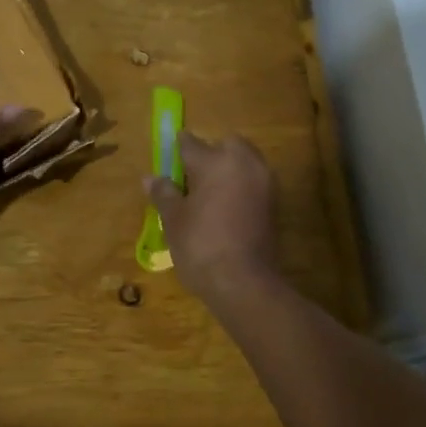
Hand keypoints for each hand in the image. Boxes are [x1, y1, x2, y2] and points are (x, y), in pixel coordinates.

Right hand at [145, 132, 279, 295]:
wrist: (244, 282)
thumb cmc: (200, 245)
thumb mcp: (173, 219)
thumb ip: (164, 193)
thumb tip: (150, 178)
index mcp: (215, 162)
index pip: (191, 143)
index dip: (176, 148)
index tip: (168, 156)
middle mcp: (244, 164)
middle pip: (226, 145)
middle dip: (210, 153)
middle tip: (191, 176)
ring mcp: (264, 183)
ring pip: (244, 162)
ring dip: (228, 169)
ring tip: (207, 193)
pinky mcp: (274, 203)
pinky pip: (253, 182)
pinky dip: (240, 187)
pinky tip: (224, 207)